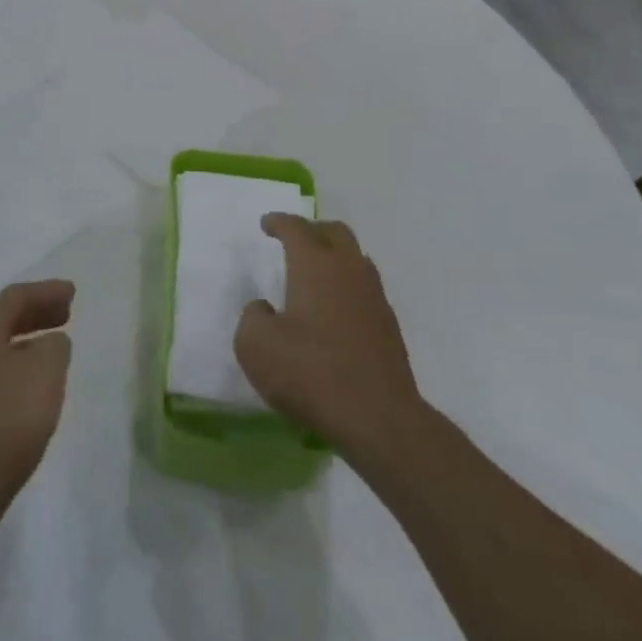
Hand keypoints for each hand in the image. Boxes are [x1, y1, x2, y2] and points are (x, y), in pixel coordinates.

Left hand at [0, 279, 74, 547]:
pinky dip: (16, 369)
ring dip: (26, 342)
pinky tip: (31, 389)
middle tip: (66, 314)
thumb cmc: (3, 422)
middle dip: (35, 313)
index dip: (47, 291)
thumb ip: (54, 346)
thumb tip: (49, 342)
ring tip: (53, 349)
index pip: (16, 297)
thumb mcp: (45, 372)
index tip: (73, 293)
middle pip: (2, 320)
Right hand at [234, 215, 423, 466]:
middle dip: (312, 230)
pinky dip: (347, 288)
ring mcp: (374, 297)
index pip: (296, 228)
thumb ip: (253, 317)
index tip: (266, 224)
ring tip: (315, 275)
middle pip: (335, 232)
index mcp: (315, 265)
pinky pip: (365, 290)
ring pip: (356, 259)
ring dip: (334, 258)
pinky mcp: (389, 327)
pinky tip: (334, 312)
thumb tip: (265, 309)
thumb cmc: (311, 374)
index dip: (278, 222)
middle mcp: (348, 271)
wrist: (378, 418)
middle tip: (294, 241)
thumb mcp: (256, 346)